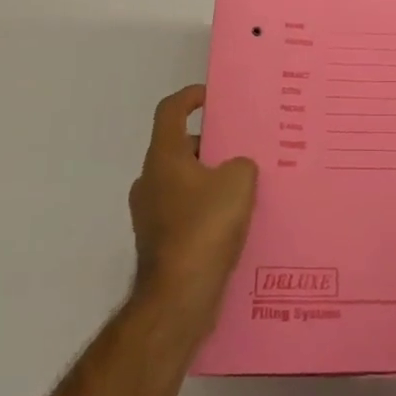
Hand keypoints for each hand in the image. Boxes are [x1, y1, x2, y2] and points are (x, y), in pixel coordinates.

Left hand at [128, 85, 257, 336]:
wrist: (178, 298)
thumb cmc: (205, 228)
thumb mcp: (239, 182)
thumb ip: (241, 164)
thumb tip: (235, 170)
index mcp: (163, 158)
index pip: (170, 111)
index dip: (190, 97)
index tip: (212, 97)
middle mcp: (150, 181)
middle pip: (179, 148)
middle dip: (210, 146)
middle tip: (242, 149)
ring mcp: (150, 215)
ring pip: (183, 183)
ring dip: (209, 181)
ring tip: (245, 188)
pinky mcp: (159, 244)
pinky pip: (185, 213)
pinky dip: (206, 211)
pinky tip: (235, 224)